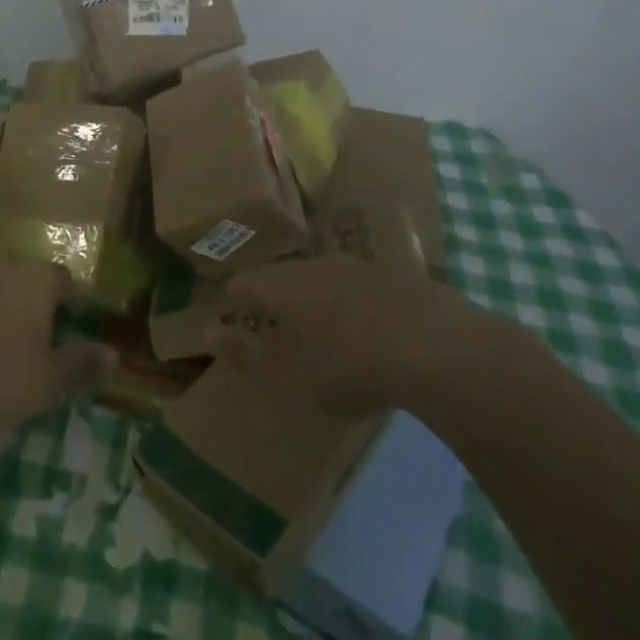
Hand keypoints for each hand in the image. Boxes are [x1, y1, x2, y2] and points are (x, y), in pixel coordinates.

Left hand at [0, 257, 115, 440]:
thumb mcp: (44, 384)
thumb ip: (81, 365)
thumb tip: (114, 355)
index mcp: (36, 281)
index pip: (63, 280)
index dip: (67, 300)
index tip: (66, 323)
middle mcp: (0, 262)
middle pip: (20, 277)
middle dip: (22, 301)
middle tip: (17, 340)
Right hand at [209, 255, 484, 416]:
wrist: (433, 345)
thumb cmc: (346, 365)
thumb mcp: (288, 374)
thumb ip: (246, 353)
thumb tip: (206, 333)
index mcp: (280, 285)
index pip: (242, 285)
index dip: (232, 306)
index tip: (234, 329)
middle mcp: (312, 265)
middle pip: (280, 278)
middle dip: (273, 303)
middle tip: (275, 335)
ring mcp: (354, 265)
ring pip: (319, 279)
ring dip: (313, 303)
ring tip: (320, 336)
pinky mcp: (391, 275)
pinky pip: (355, 287)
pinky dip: (349, 307)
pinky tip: (364, 334)